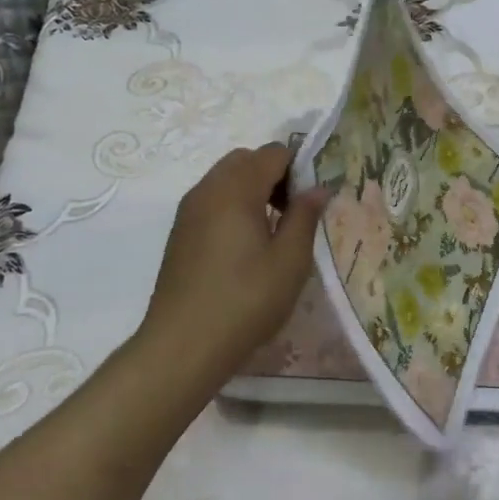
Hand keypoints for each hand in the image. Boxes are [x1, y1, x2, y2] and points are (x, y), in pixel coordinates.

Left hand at [137, 144, 327, 397]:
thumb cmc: (245, 300)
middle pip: (246, 159)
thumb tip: (318, 188)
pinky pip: (212, 200)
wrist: (182, 346)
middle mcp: (208, 190)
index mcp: (236, 189)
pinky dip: (233, 205)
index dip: (299, 167)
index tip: (312, 199)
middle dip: (274, 173)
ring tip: (272, 230)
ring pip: (226, 178)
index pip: (273, 153)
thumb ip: (305, 216)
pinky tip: (246, 245)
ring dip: (252, 189)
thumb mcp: (290, 260)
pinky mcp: (180, 233)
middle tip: (293, 211)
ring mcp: (188, 211)